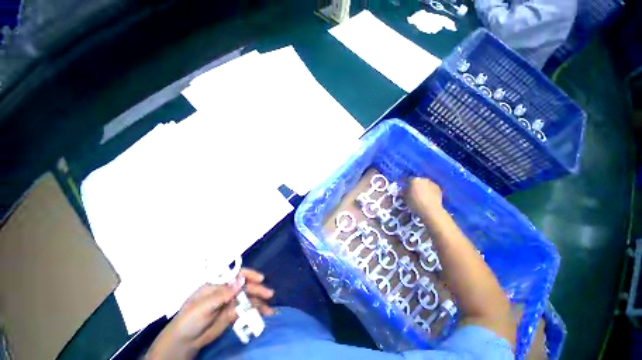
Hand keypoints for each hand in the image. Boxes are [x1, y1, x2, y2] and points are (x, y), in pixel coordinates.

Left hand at [146, 269, 274, 359]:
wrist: (185, 341)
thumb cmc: (190, 318)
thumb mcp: (204, 305)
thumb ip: (223, 294)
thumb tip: (242, 280)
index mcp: (218, 284)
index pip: (236, 275)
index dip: (249, 275)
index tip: (260, 278)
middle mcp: (226, 291)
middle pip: (245, 287)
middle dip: (258, 289)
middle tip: (269, 294)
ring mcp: (230, 303)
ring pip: (248, 299)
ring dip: (259, 302)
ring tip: (269, 309)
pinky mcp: (232, 314)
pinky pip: (246, 311)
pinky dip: (255, 312)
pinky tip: (263, 315)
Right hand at [404, 177, 443, 216]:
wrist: (431, 210)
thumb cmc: (415, 204)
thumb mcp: (406, 198)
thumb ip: (404, 192)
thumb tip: (403, 190)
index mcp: (414, 180)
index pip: (408, 179)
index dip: (405, 183)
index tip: (404, 188)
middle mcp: (423, 179)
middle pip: (417, 181)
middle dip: (415, 185)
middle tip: (413, 191)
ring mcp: (432, 183)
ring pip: (425, 184)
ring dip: (422, 187)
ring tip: (421, 194)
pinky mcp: (438, 188)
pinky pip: (431, 187)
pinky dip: (429, 190)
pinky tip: (428, 196)